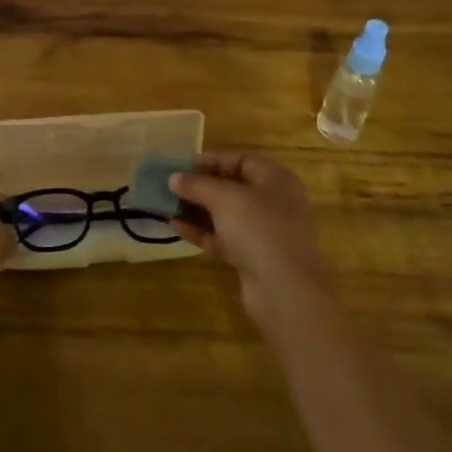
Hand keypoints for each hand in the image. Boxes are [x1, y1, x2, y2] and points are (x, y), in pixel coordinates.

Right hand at [170, 153, 328, 325]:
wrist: (284, 291)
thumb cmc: (259, 229)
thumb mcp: (224, 198)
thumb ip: (197, 185)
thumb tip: (173, 177)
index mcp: (276, 180)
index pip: (240, 160)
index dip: (210, 161)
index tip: (180, 165)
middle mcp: (274, 203)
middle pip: (232, 188)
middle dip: (200, 187)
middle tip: (170, 186)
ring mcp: (264, 232)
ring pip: (226, 215)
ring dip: (197, 210)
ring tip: (167, 206)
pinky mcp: (254, 257)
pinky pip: (224, 238)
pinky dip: (202, 232)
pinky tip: (175, 227)